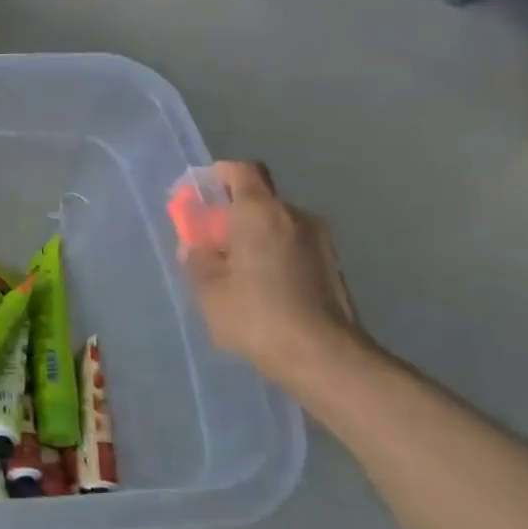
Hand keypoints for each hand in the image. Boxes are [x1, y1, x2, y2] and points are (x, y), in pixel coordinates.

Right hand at [180, 161, 364, 388]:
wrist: (323, 357)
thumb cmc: (256, 315)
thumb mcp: (208, 289)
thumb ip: (197, 258)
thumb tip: (195, 244)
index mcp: (260, 213)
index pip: (240, 171)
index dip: (214, 177)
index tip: (195, 196)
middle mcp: (295, 216)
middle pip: (257, 199)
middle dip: (230, 214)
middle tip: (207, 243)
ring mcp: (320, 241)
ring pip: (275, 225)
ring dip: (252, 237)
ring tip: (233, 272)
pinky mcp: (332, 266)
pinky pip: (291, 246)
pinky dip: (271, 255)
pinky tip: (260, 288)